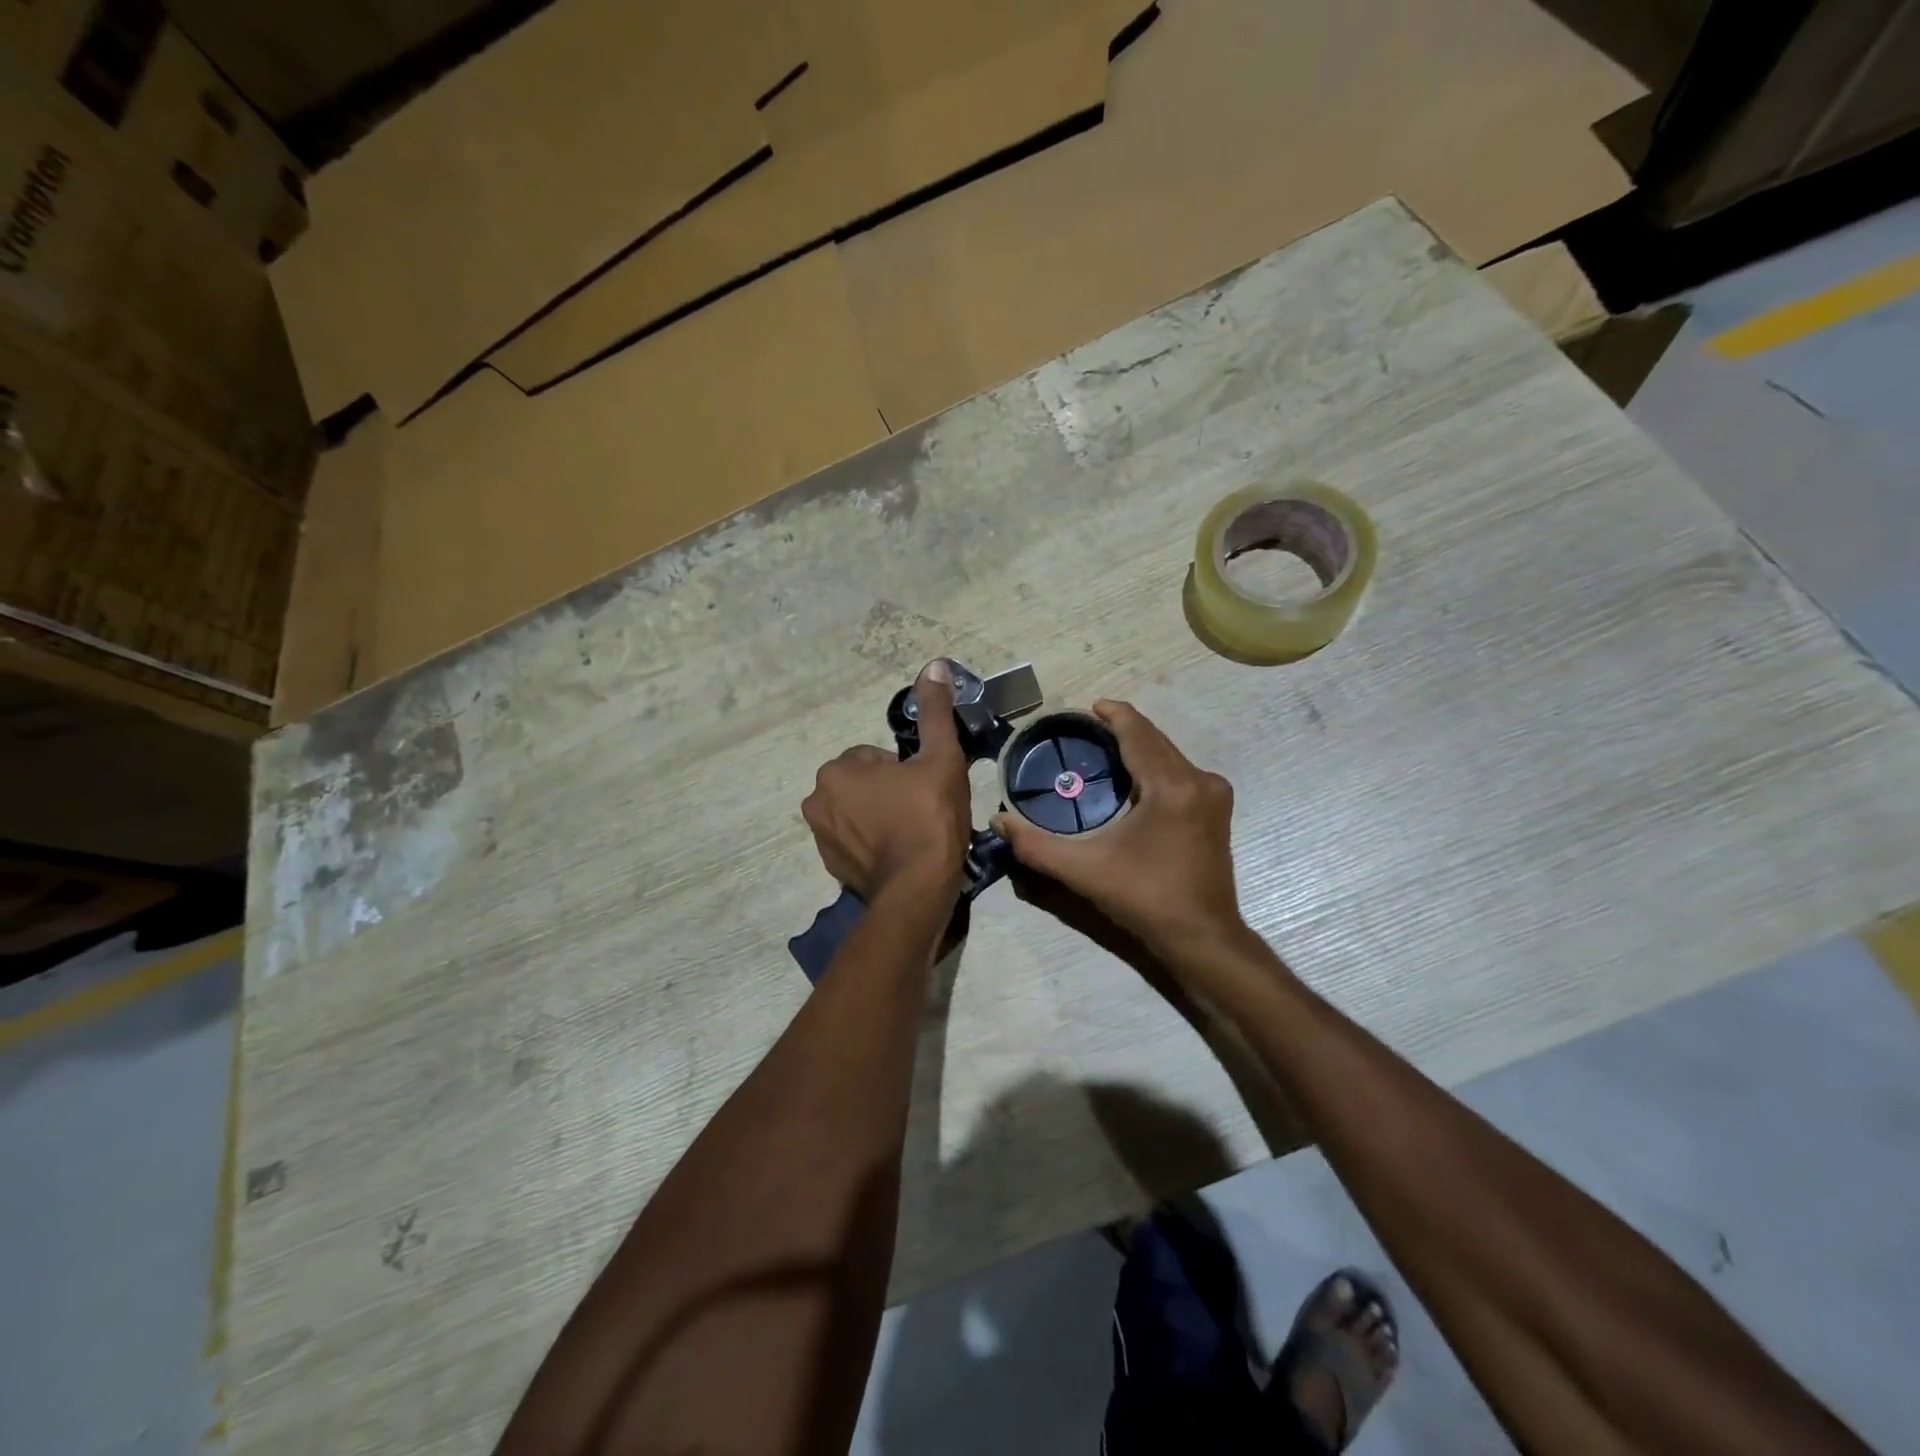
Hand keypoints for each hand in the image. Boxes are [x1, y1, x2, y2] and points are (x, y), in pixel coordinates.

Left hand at [802, 660, 971, 899]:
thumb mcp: (940, 757)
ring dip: (880, 817)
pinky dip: (872, 844)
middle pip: (864, 784)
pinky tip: (899, 854)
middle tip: (921, 811)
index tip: (924, 790)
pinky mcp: (830, 866)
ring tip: (912, 834)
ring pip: (858, 812)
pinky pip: (854, 841)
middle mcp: (817, 800)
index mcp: (837, 770)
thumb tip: (934, 666)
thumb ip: (934, 711)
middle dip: (889, 793)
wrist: (918, 888)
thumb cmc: (929, 816)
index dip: (906, 771)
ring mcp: (820, 837)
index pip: (875, 757)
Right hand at [992, 700, 1242, 953]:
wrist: (1202, 938)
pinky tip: (1132, 778)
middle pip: (1155, 739)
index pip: (1138, 732)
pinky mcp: (1217, 810)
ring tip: (1103, 749)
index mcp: (1172, 786)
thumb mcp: (1084, 871)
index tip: (1086, 707)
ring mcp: (1214, 794)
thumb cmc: (1145, 899)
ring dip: (1139, 747)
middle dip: (1122, 729)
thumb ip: (1036, 845)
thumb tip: (999, 820)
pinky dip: (1154, 766)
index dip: (1113, 714)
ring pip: (1169, 754)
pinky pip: (1180, 772)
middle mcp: (1200, 780)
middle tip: (1085, 730)